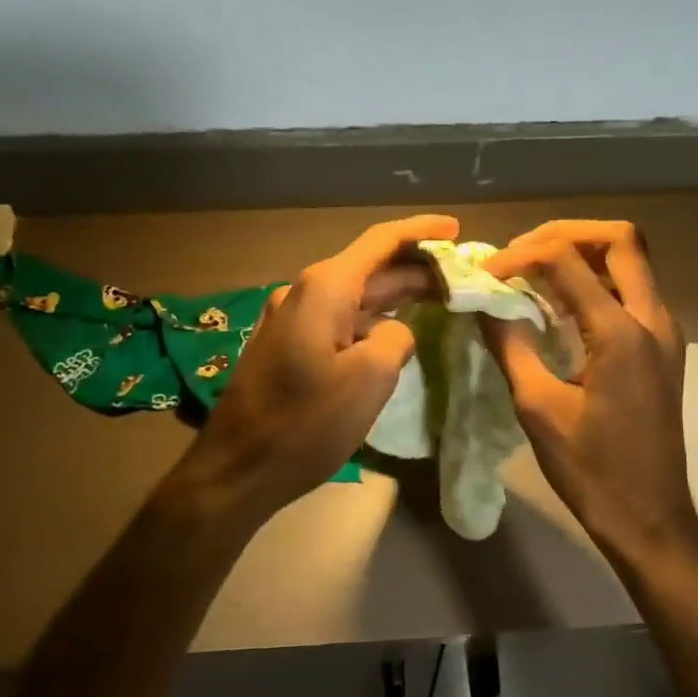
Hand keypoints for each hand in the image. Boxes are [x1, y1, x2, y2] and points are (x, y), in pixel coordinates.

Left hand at [169, 215, 459, 521]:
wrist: (236, 469)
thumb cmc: (306, 423)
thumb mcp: (370, 379)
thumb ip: (396, 338)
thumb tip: (394, 330)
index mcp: (324, 288)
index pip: (380, 242)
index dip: (421, 231)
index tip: (456, 227)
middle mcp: (303, 292)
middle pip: (369, 268)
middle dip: (414, 269)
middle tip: (460, 275)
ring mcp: (290, 319)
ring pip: (353, 296)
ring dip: (394, 296)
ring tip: (438, 298)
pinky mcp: (286, 346)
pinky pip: (337, 319)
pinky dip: (370, 319)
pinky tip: (393, 330)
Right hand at [481, 221, 697, 561]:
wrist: (650, 517)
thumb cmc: (592, 469)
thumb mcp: (538, 408)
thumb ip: (509, 345)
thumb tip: (481, 302)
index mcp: (621, 333)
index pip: (566, 260)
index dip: (519, 256)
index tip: (485, 275)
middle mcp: (653, 319)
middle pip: (618, 239)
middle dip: (564, 233)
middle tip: (520, 253)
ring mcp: (664, 331)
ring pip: (630, 260)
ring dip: (582, 253)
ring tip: (534, 271)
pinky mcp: (662, 346)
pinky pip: (632, 288)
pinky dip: (595, 279)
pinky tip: (559, 303)